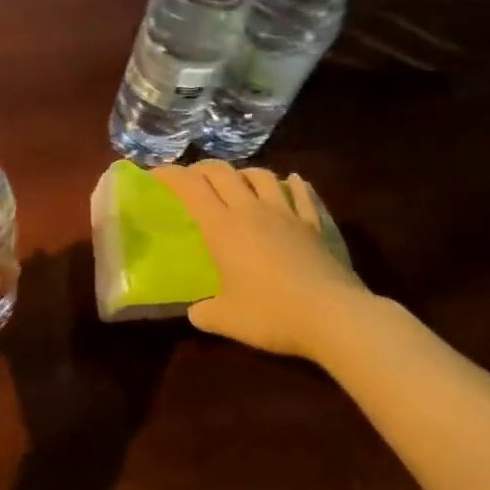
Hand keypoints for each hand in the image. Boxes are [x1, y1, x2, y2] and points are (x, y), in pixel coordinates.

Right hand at [150, 162, 368, 360]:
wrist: (334, 317)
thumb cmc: (271, 314)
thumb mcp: (225, 320)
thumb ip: (204, 312)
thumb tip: (196, 312)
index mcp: (222, 227)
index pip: (189, 187)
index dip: (169, 175)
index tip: (155, 176)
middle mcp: (251, 210)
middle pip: (221, 172)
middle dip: (201, 169)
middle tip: (191, 179)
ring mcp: (287, 214)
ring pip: (262, 175)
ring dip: (243, 173)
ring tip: (237, 182)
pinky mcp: (315, 224)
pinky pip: (302, 194)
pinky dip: (292, 185)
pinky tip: (290, 183)